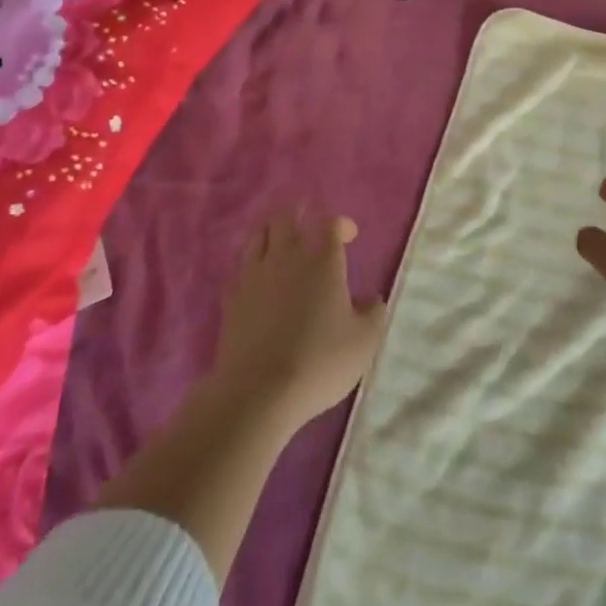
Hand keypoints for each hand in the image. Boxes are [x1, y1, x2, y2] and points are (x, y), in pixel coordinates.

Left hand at [209, 215, 387, 432]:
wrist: (257, 392)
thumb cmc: (319, 361)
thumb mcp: (364, 342)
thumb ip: (373, 314)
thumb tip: (372, 300)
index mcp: (322, 260)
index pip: (330, 224)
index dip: (341, 224)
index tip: (349, 235)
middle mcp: (286, 257)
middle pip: (286, 217)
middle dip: (299, 214)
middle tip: (308, 222)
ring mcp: (254, 275)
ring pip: (259, 235)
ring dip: (273, 231)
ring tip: (281, 240)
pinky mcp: (231, 298)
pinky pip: (241, 266)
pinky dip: (252, 263)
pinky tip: (258, 276)